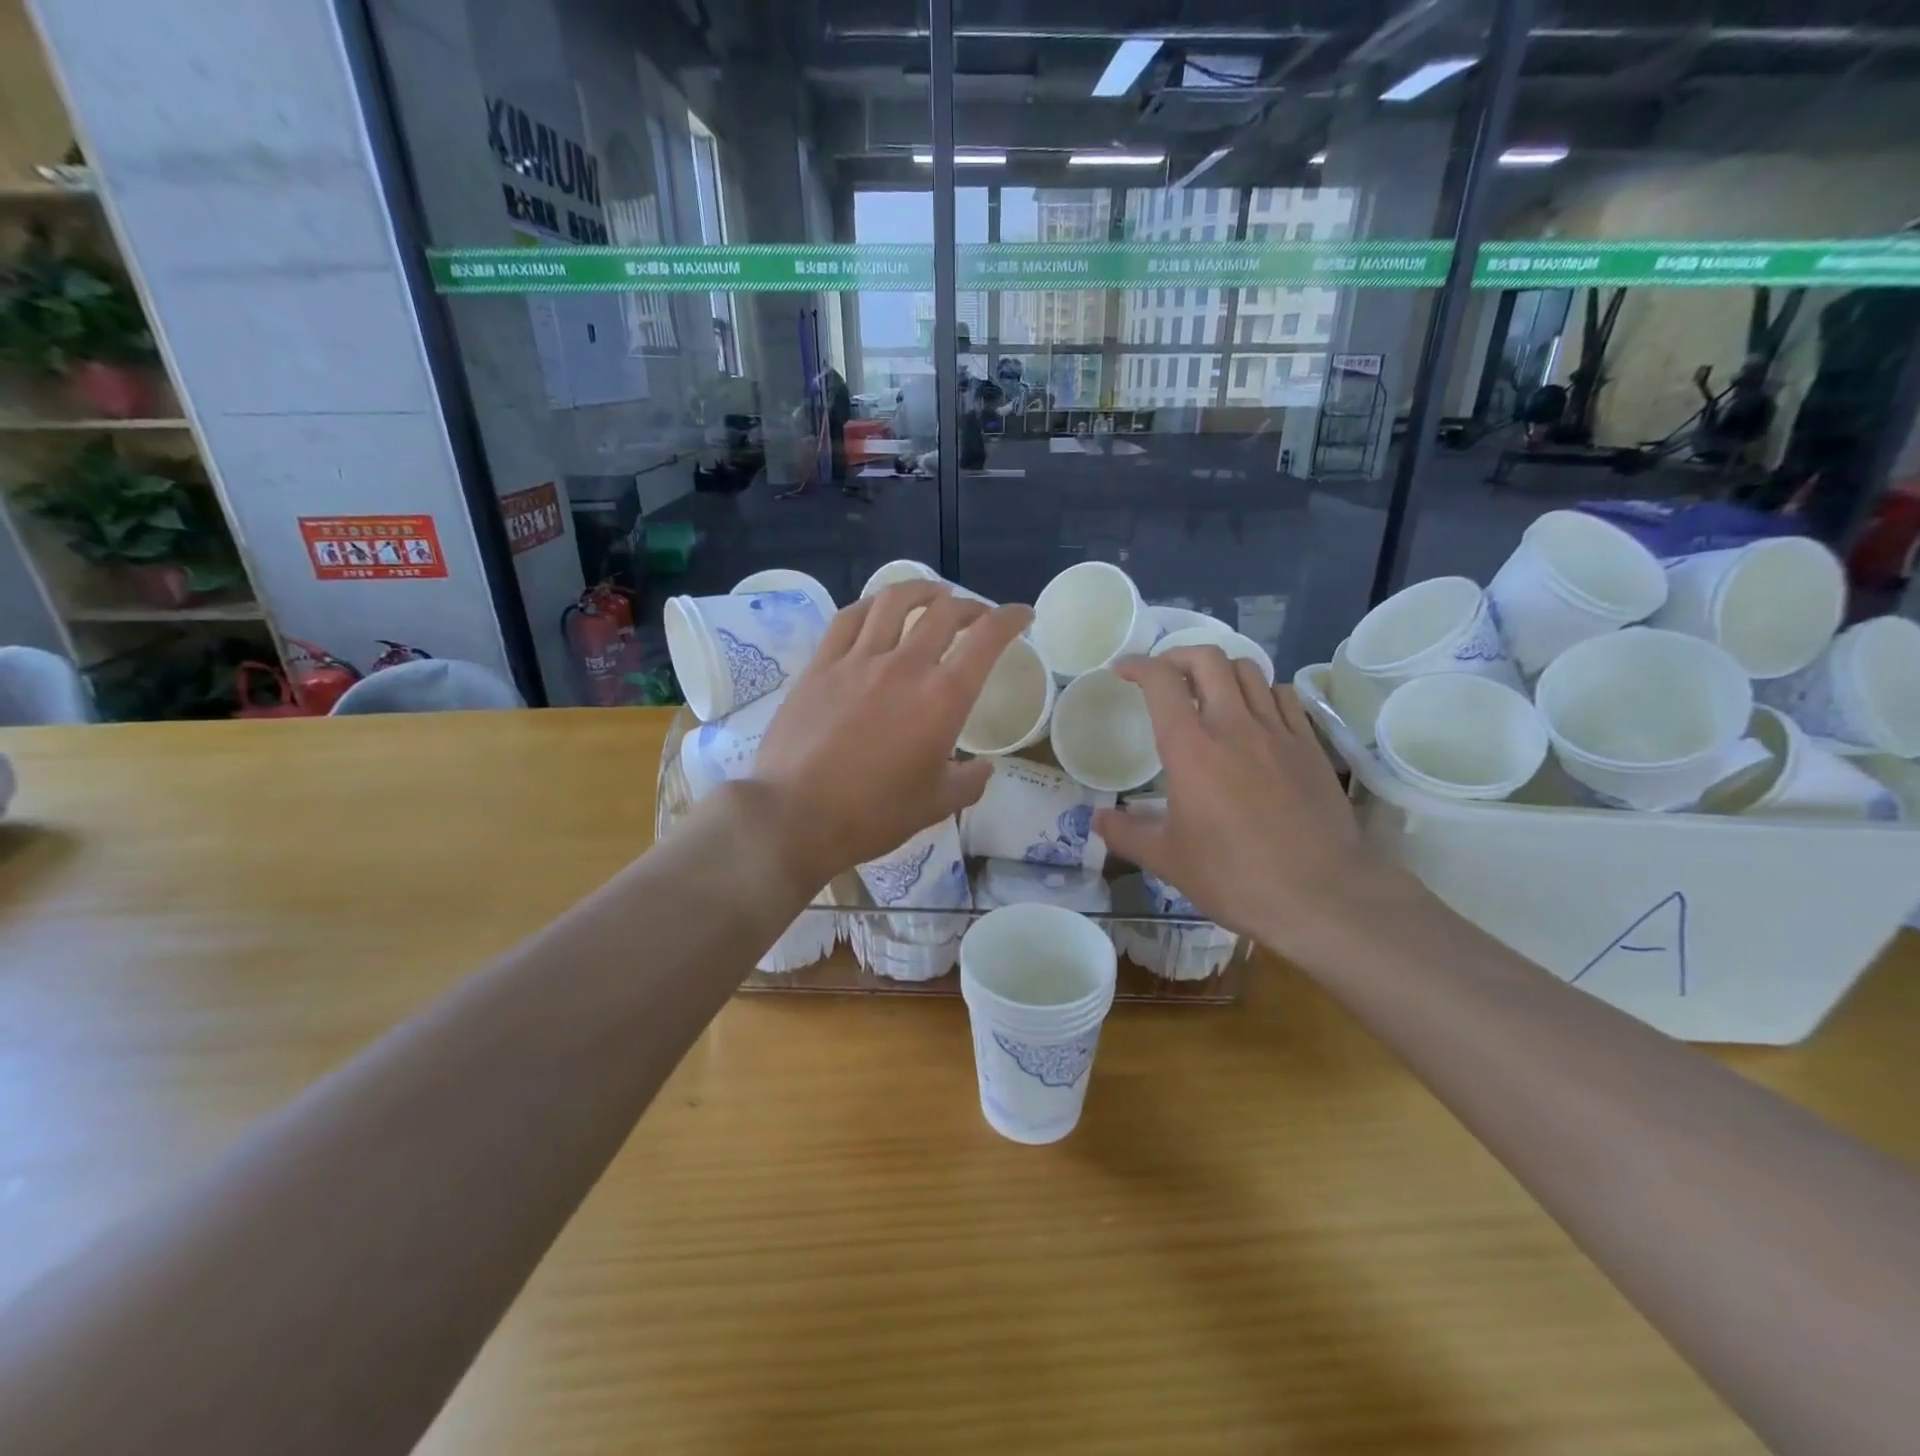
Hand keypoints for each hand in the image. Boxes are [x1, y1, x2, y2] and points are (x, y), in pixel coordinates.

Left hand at [751, 582, 1032, 887]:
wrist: (795, 815)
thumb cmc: (873, 815)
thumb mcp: (936, 805)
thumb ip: (969, 781)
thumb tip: (982, 768)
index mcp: (943, 698)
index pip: (987, 639)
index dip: (1010, 618)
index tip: (1022, 615)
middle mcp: (904, 665)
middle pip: (944, 612)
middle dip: (971, 606)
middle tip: (978, 616)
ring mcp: (858, 660)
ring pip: (894, 601)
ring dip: (922, 590)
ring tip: (933, 594)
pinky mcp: (820, 665)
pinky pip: (849, 618)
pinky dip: (872, 605)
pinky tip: (877, 610)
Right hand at [1092, 647, 1419, 964]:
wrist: (1321, 895)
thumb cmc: (1234, 876)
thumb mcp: (1168, 859)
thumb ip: (1126, 833)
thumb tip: (1097, 820)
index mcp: (1190, 748)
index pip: (1161, 681)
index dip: (1137, 665)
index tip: (1123, 671)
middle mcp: (1233, 725)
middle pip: (1207, 659)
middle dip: (1178, 655)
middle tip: (1164, 676)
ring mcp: (1278, 731)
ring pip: (1249, 670)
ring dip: (1221, 670)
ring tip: (1208, 690)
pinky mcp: (1310, 745)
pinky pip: (1285, 695)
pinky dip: (1262, 691)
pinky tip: (1255, 714)